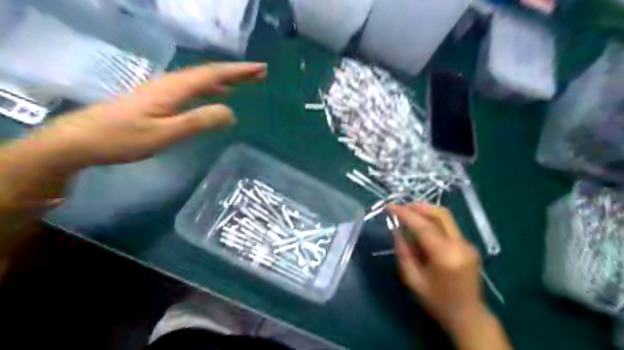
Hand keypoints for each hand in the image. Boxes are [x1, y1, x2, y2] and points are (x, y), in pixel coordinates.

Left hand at [34, 63, 264, 169]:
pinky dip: (211, 87)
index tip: (260, 69)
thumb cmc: (124, 138)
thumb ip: (199, 121)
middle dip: (236, 72)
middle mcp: (171, 83)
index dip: (238, 71)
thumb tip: (231, 113)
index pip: (213, 74)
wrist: (82, 139)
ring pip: (201, 79)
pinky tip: (216, 93)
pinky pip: (193, 88)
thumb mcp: (165, 133)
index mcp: (174, 88)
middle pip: (209, 73)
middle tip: (260, 73)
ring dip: (225, 79)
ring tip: (245, 81)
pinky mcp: (159, 98)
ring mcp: (164, 90)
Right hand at [389, 202, 486, 329]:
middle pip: (440, 214)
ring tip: (409, 214)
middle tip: (401, 207)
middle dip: (418, 207)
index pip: (423, 226)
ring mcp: (468, 244)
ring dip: (426, 212)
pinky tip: (421, 228)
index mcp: (445, 256)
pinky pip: (448, 227)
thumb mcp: (412, 280)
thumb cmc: (436, 301)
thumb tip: (396, 230)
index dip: (405, 214)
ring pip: (445, 218)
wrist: (468, 316)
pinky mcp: (469, 245)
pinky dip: (432, 222)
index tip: (389, 207)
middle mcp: (460, 245)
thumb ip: (403, 252)